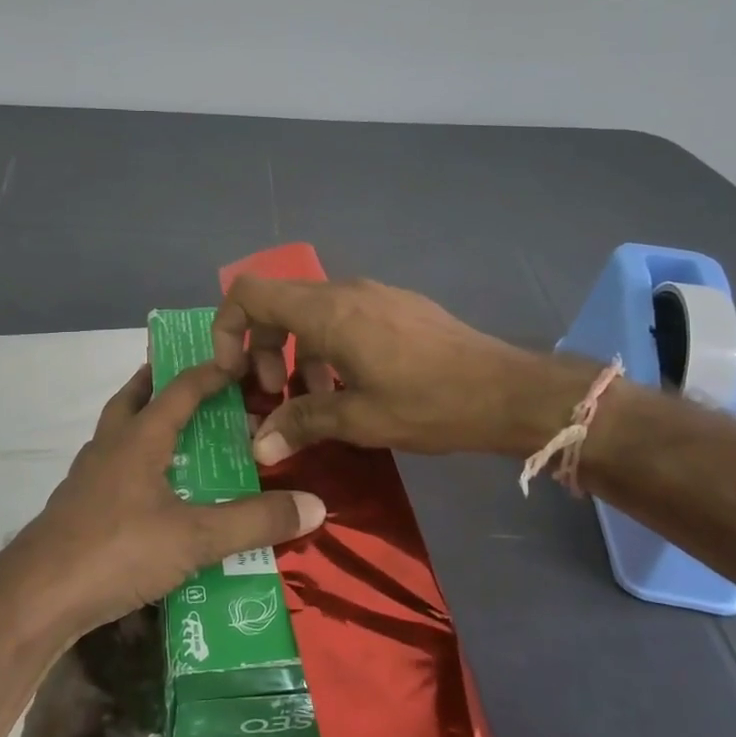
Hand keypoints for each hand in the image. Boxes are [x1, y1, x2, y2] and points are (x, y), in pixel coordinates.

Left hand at [8, 364, 325, 636]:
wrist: (35, 597)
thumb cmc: (117, 551)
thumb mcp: (195, 539)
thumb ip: (254, 522)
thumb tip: (315, 505)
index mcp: (139, 438)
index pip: (179, 389)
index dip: (210, 373)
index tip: (239, 363)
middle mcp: (110, 447)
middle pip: (133, 397)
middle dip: (160, 382)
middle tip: (192, 382)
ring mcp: (88, 477)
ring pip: (117, 432)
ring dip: (144, 421)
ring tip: (175, 433)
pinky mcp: (77, 507)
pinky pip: (111, 467)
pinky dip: (134, 460)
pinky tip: (150, 490)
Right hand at [212, 275, 580, 459]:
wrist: (508, 391)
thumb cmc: (429, 403)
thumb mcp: (359, 419)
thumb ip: (302, 422)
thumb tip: (259, 445)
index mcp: (327, 312)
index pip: (249, 293)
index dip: (227, 328)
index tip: (235, 374)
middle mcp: (344, 291)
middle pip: (277, 304)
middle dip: (263, 349)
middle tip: (277, 396)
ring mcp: (373, 294)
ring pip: (310, 313)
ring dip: (298, 353)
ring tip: (316, 401)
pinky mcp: (395, 306)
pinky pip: (342, 317)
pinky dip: (327, 347)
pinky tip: (351, 389)